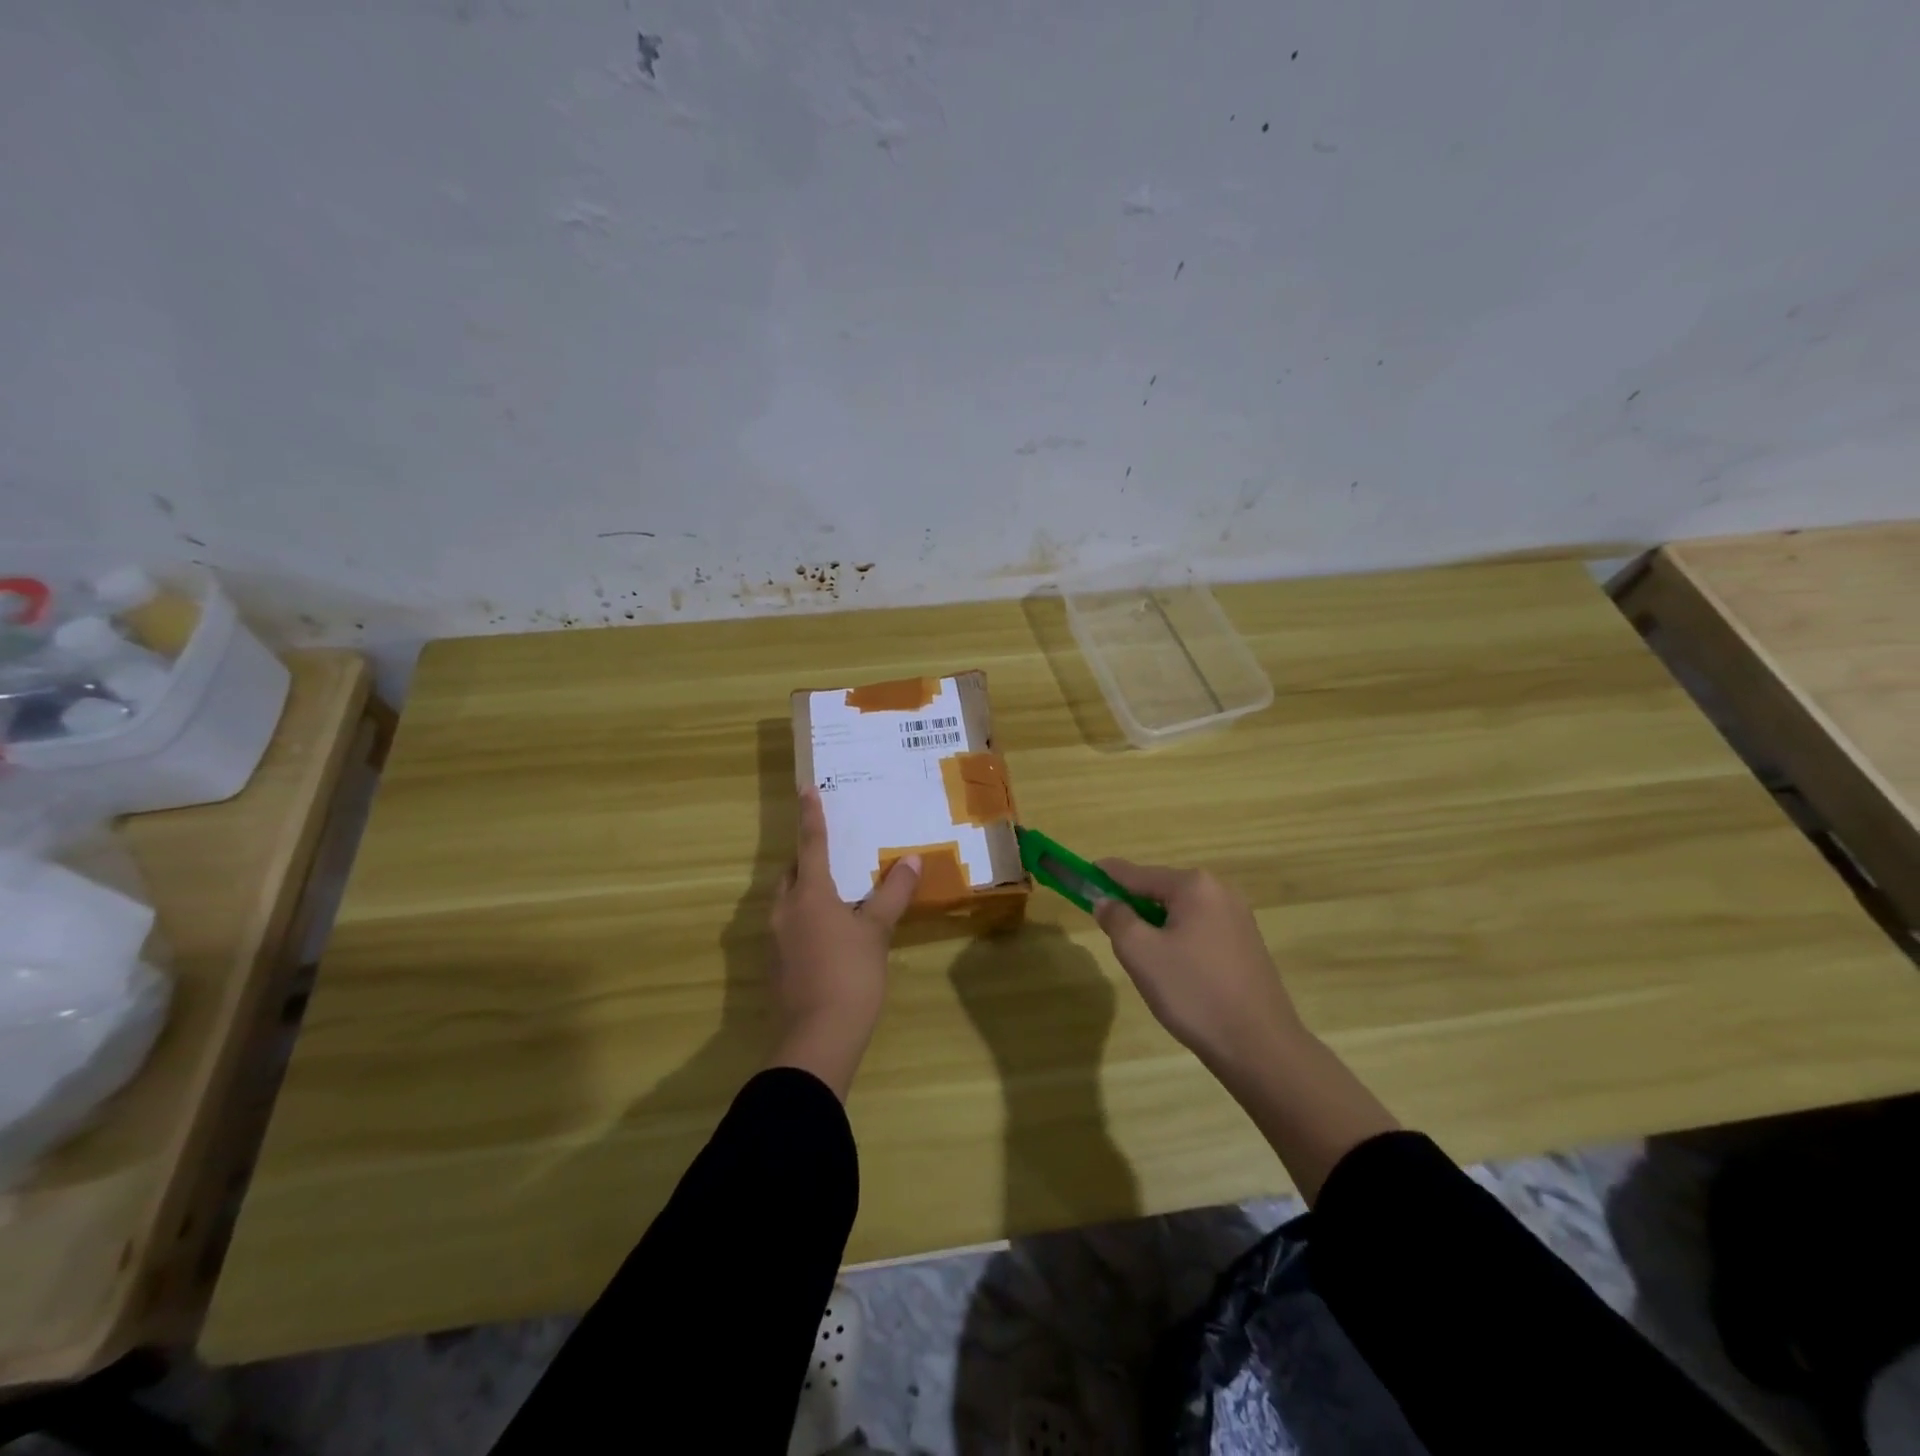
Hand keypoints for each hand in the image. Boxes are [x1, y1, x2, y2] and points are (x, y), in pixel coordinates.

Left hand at [766, 788, 919, 1097]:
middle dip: (808, 860)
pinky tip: (828, 935)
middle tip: (835, 855)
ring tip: (836, 895)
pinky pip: (789, 926)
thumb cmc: (851, 975)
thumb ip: (892, 894)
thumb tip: (910, 860)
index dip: (811, 816)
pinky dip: (805, 919)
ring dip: (806, 891)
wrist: (817, 1038)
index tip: (806, 788)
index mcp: (809, 894)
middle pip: (793, 873)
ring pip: (788, 901)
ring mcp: (775, 940)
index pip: (811, 844)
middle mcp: (785, 910)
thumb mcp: (876, 932)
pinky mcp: (775, 965)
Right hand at [1091, 859, 1301, 1075]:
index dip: (1107, 875)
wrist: (1260, 1046)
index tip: (1083, 875)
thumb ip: (1117, 919)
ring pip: (1180, 912)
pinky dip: (1178, 938)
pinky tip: (1174, 970)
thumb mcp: (1140, 953)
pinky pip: (1200, 929)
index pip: (1137, 873)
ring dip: (1156, 925)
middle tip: (1112, 931)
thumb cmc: (1193, 992)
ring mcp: (1238, 918)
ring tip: (1142, 958)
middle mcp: (1220, 891)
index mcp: (1194, 886)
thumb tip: (1107, 901)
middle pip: (1160, 890)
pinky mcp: (1246, 944)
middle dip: (1133, 905)